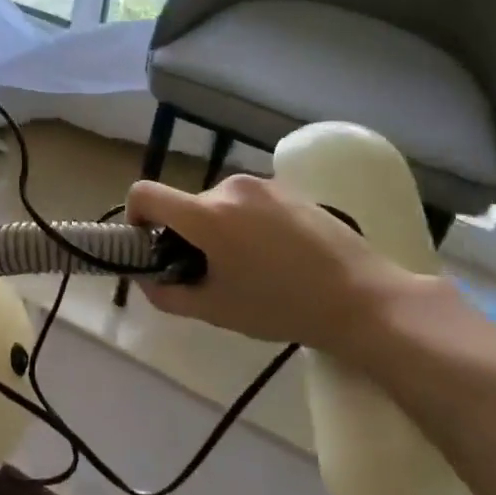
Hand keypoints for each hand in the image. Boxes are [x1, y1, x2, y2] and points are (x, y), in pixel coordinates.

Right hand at [125, 175, 427, 361]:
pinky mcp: (289, 189)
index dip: (134, 216)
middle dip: (184, 234)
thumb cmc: (280, 307)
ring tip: (247, 266)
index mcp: (206, 214)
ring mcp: (263, 185)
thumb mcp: (215, 310)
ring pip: (217, 204)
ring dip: (216, 229)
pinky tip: (274, 255)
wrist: (361, 298)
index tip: (150, 245)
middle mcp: (230, 187)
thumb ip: (167, 294)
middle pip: (185, 204)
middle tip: (207, 272)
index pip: (144, 193)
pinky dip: (245, 223)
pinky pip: (248, 202)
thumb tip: (147, 279)